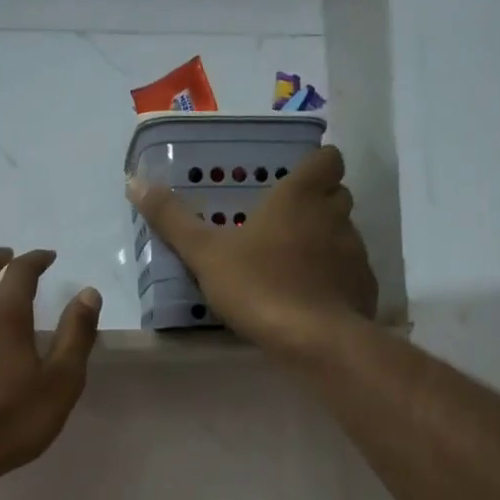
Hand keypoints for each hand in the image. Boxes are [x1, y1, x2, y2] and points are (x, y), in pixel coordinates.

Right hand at [128, 145, 376, 356]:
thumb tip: (134, 181)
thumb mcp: (205, 254)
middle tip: (282, 221)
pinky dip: (334, 277)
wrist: (314, 340)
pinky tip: (310, 297)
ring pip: (344, 233)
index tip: (293, 179)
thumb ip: (172, 219)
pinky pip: (350, 271)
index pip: (327, 159)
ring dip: (324, 240)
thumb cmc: (258, 285)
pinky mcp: (365, 287)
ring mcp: (355, 252)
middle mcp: (335, 216)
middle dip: (317, 202)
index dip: (315, 164)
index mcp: (300, 197)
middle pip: (337, 194)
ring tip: (292, 263)